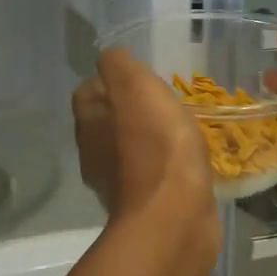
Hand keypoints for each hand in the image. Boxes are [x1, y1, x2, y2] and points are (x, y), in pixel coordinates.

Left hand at [72, 47, 219, 243]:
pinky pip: (152, 177)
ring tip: (180, 131)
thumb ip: (119, 65)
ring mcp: (119, 185)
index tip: (141, 77)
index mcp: (89, 123)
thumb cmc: (156, 146)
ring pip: (129, 151)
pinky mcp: (145, 207)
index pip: (88, 91)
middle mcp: (95, 154)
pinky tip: (188, 163)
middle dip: (131, 111)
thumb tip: (112, 58)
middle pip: (107, 122)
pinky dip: (165, 168)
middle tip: (164, 103)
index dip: (111, 80)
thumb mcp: (136, 88)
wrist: (175, 217)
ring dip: (149, 140)